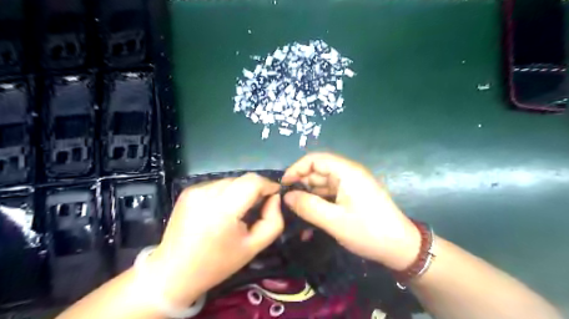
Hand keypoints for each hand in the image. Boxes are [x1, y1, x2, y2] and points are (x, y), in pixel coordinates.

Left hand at [147, 175, 282, 305]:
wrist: (173, 272)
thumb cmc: (217, 264)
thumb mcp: (253, 247)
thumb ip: (273, 221)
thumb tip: (274, 198)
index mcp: (223, 210)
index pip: (253, 182)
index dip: (268, 185)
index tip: (274, 195)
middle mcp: (207, 193)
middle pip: (243, 179)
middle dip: (256, 189)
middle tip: (258, 207)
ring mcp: (195, 190)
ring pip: (231, 181)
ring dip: (240, 191)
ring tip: (238, 211)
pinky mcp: (187, 191)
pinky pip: (217, 185)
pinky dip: (226, 193)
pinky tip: (221, 210)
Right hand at [280, 151, 419, 270]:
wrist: (401, 248)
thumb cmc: (368, 232)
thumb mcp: (334, 221)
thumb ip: (308, 206)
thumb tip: (287, 196)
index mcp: (347, 172)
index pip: (315, 159)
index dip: (297, 169)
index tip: (284, 186)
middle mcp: (348, 174)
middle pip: (318, 172)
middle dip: (301, 186)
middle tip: (287, 204)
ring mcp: (351, 185)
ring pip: (323, 185)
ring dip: (309, 198)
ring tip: (296, 214)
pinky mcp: (352, 196)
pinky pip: (330, 195)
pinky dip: (319, 204)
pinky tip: (310, 219)